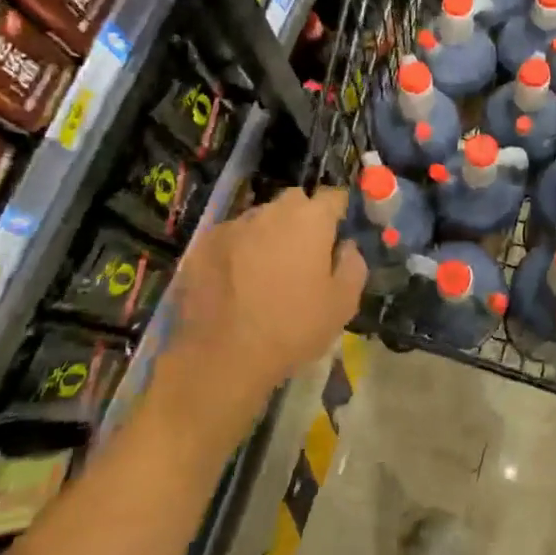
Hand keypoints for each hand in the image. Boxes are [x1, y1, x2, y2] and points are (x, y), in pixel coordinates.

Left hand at [159, 188, 365, 428]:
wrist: (222, 359)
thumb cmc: (293, 328)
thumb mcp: (344, 303)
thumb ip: (353, 264)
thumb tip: (346, 246)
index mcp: (310, 219)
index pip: (334, 196)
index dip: (340, 212)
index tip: (340, 233)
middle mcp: (271, 211)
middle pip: (294, 202)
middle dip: (303, 219)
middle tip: (305, 254)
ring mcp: (233, 226)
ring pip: (260, 219)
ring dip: (269, 234)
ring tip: (267, 271)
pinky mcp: (202, 245)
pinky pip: (231, 238)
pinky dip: (238, 251)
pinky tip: (236, 282)